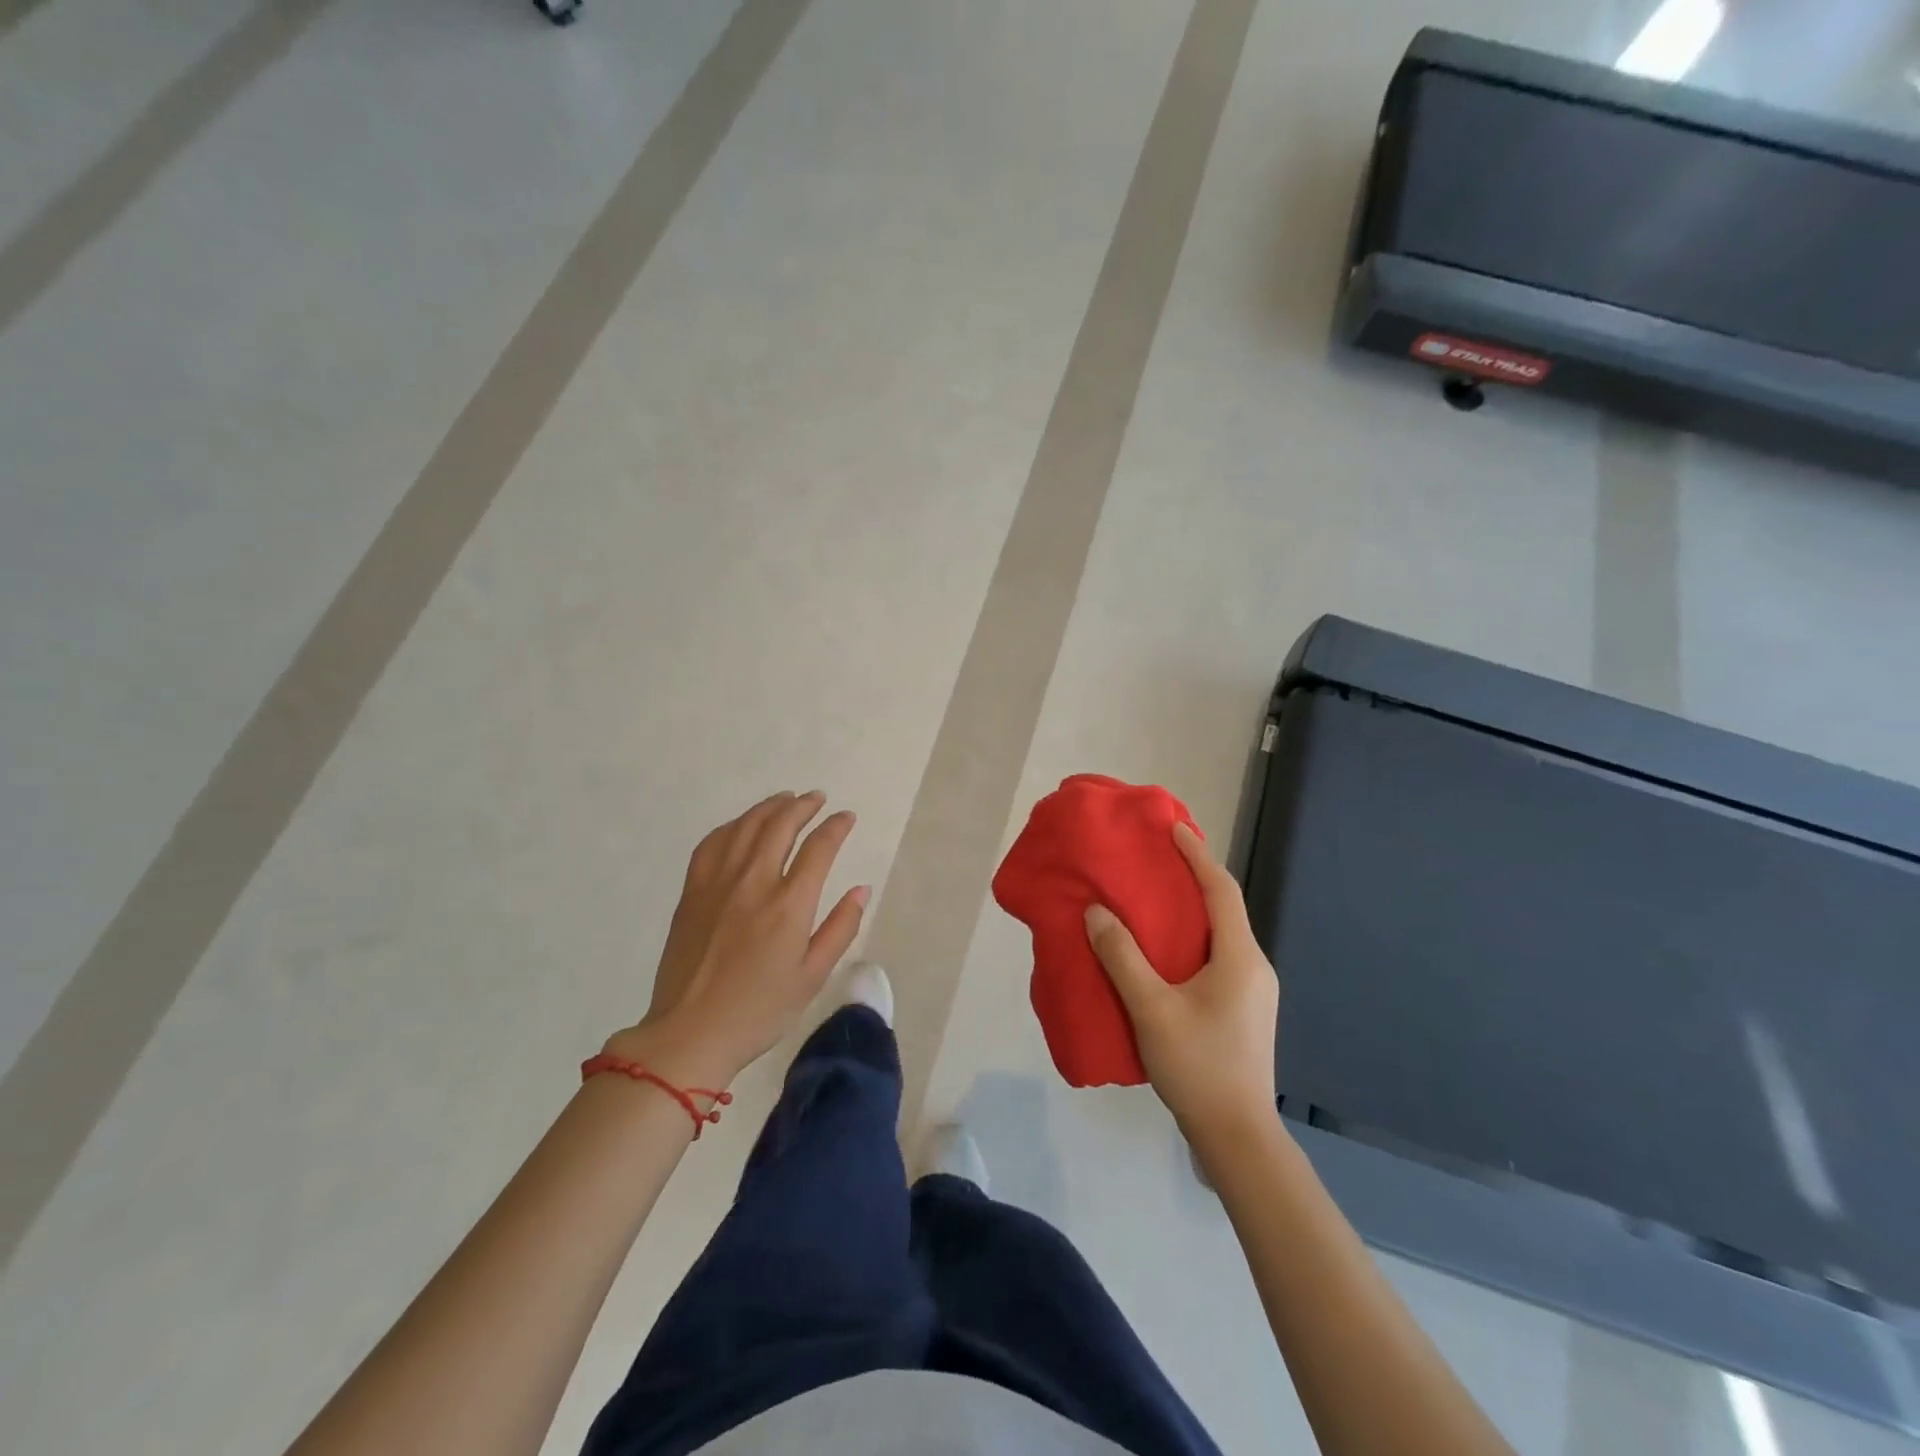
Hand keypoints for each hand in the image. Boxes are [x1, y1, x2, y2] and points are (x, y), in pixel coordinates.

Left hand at [606, 791, 868, 1084]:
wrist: (690, 1033)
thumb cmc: (759, 1011)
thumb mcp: (812, 977)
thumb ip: (840, 928)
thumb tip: (861, 889)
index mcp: (789, 905)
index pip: (819, 848)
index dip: (836, 827)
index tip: (847, 817)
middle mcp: (754, 882)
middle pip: (780, 826)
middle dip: (803, 806)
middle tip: (817, 798)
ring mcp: (718, 883)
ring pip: (746, 827)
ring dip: (769, 807)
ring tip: (785, 799)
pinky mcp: (692, 891)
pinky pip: (712, 843)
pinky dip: (732, 826)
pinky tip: (742, 825)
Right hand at [1084, 823, 1278, 1135]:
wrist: (1238, 1137)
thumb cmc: (1198, 1066)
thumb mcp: (1152, 1009)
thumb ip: (1122, 957)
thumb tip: (1096, 912)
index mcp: (1240, 957)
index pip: (1221, 890)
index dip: (1197, 855)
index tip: (1173, 828)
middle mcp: (1253, 967)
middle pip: (1224, 909)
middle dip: (1193, 879)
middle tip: (1156, 861)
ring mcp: (1252, 992)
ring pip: (1220, 936)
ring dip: (1191, 912)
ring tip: (1153, 901)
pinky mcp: (1242, 1011)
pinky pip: (1217, 958)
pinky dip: (1191, 941)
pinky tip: (1163, 954)